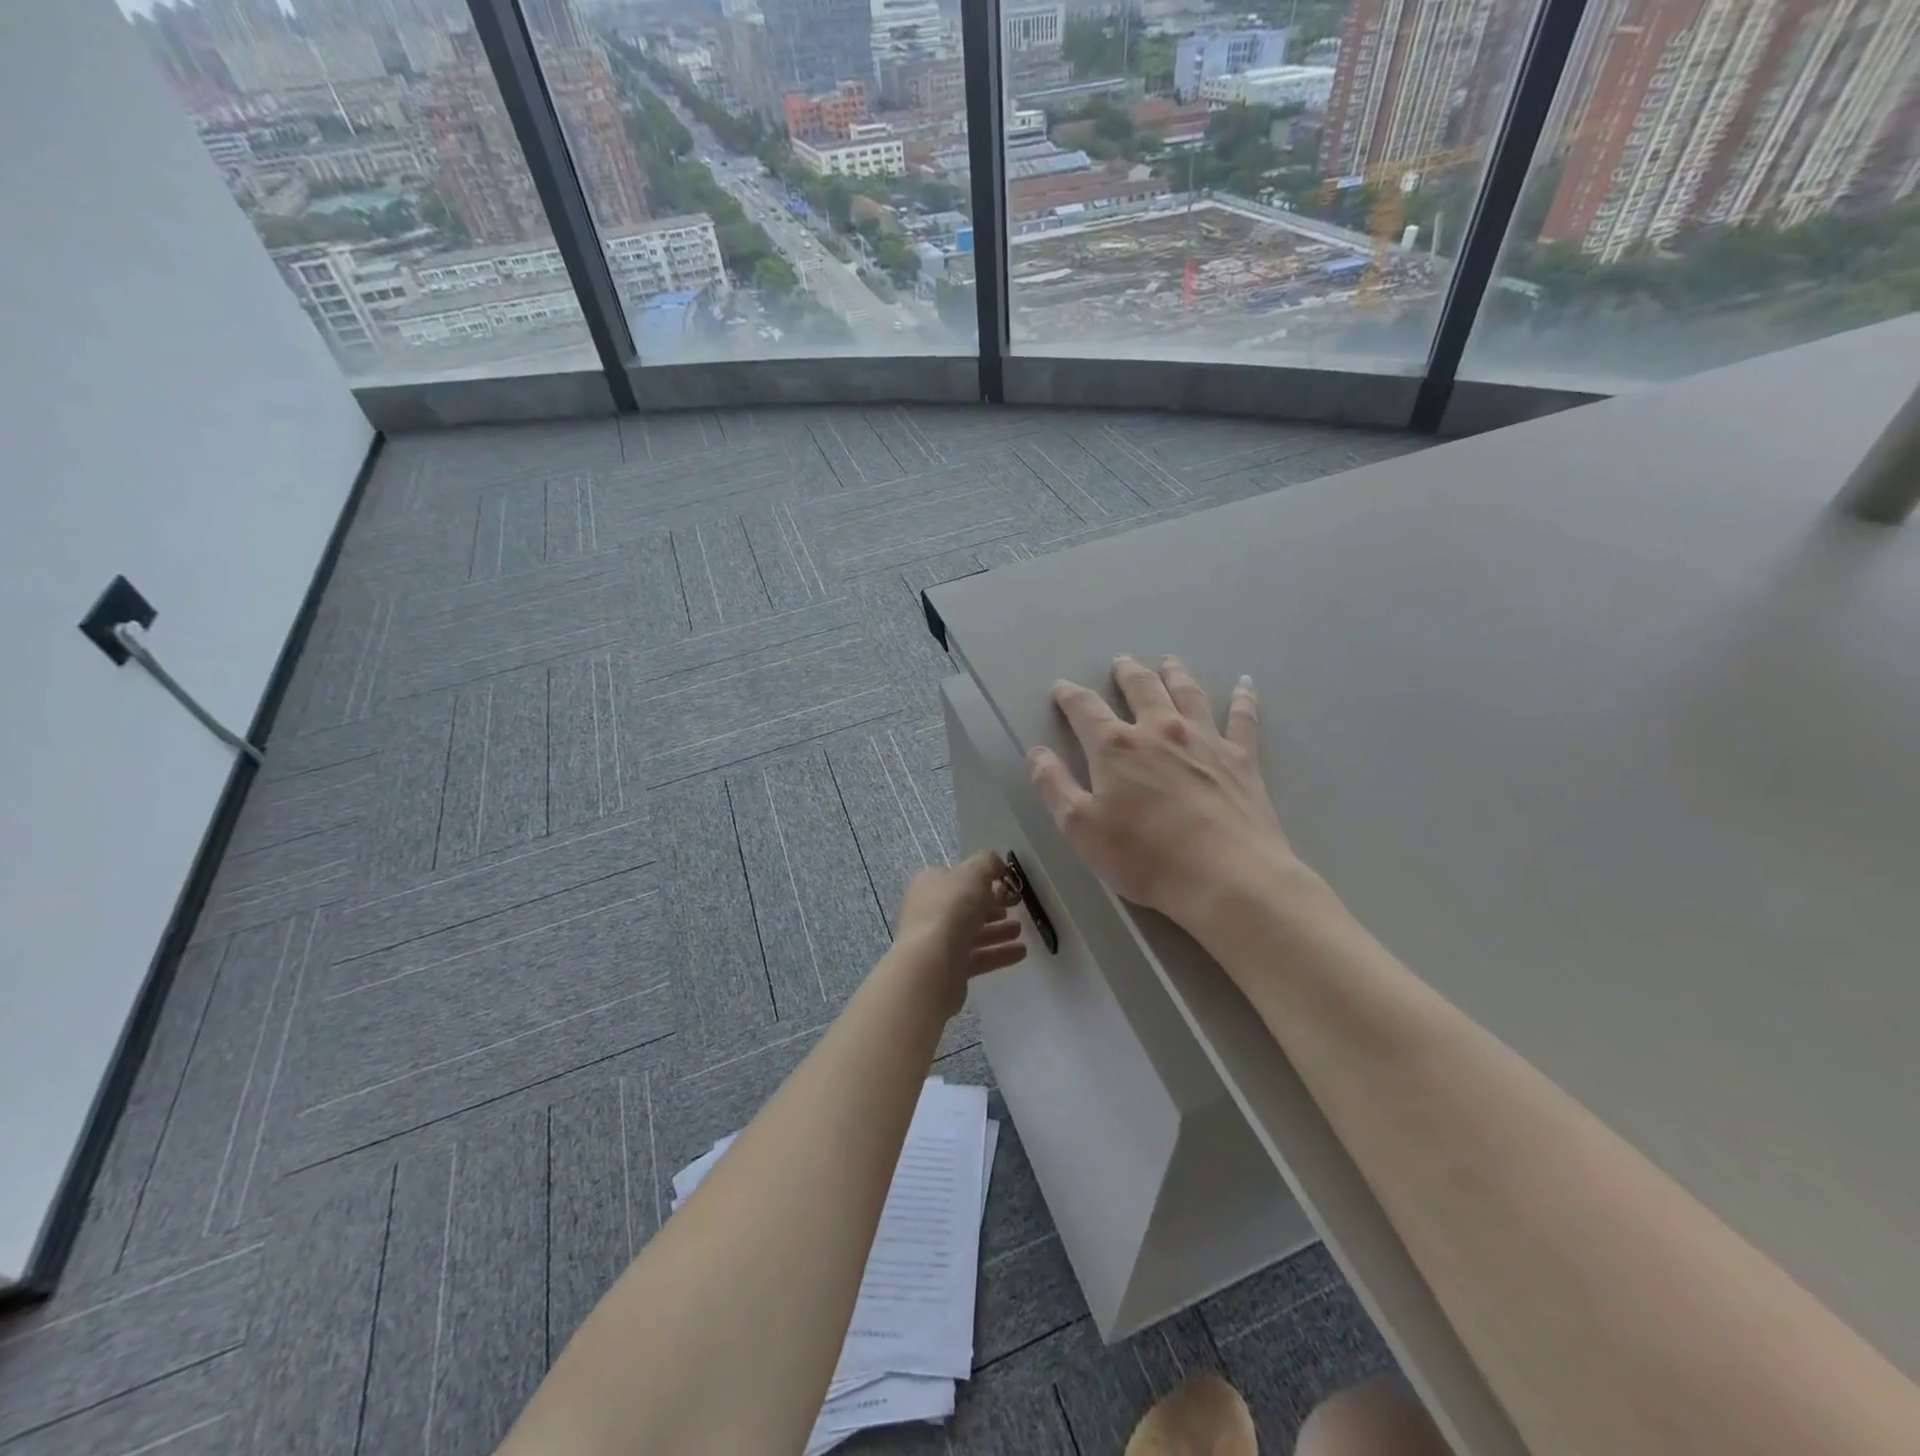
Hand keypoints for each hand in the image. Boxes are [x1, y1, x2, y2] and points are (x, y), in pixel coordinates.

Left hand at [892, 850, 1027, 1016]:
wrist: (933, 962)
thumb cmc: (952, 908)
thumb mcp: (974, 873)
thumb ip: (988, 863)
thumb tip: (997, 865)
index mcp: (929, 884)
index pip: (956, 878)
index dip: (981, 880)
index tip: (1005, 885)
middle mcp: (928, 911)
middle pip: (964, 906)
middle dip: (991, 906)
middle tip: (1013, 907)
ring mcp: (935, 941)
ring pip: (971, 933)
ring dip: (997, 931)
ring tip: (1019, 931)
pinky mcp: (946, 968)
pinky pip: (976, 957)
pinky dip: (998, 954)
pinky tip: (1021, 953)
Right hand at [1028, 655, 1299, 923]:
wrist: (1226, 877)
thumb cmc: (1144, 856)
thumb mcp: (1080, 828)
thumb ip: (1054, 786)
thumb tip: (1036, 752)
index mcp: (1116, 747)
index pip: (1085, 709)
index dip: (1070, 696)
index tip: (1062, 688)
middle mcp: (1160, 730)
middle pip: (1142, 689)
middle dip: (1127, 673)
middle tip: (1121, 661)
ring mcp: (1205, 740)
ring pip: (1187, 693)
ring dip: (1175, 674)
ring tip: (1169, 661)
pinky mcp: (1241, 758)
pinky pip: (1242, 717)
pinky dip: (1242, 697)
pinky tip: (1244, 683)